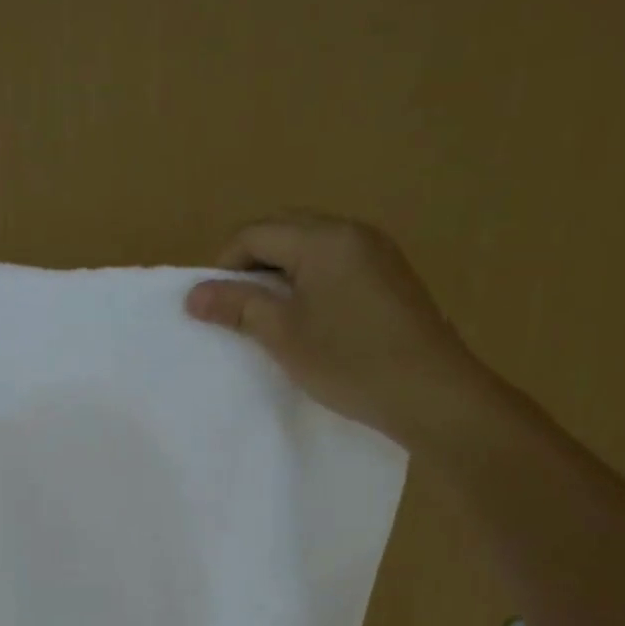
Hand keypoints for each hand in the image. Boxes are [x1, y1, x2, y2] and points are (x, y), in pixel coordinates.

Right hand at [184, 213, 492, 449]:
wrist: (432, 394)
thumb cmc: (349, 361)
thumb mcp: (283, 334)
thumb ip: (237, 306)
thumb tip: (192, 295)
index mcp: (324, 238)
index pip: (256, 233)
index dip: (224, 265)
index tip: (215, 306)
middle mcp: (353, 232)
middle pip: (284, 230)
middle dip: (252, 264)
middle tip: (238, 308)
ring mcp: (377, 253)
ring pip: (311, 247)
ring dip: (280, 273)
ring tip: (270, 316)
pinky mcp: (391, 277)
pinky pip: (336, 263)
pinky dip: (310, 281)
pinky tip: (309, 318)